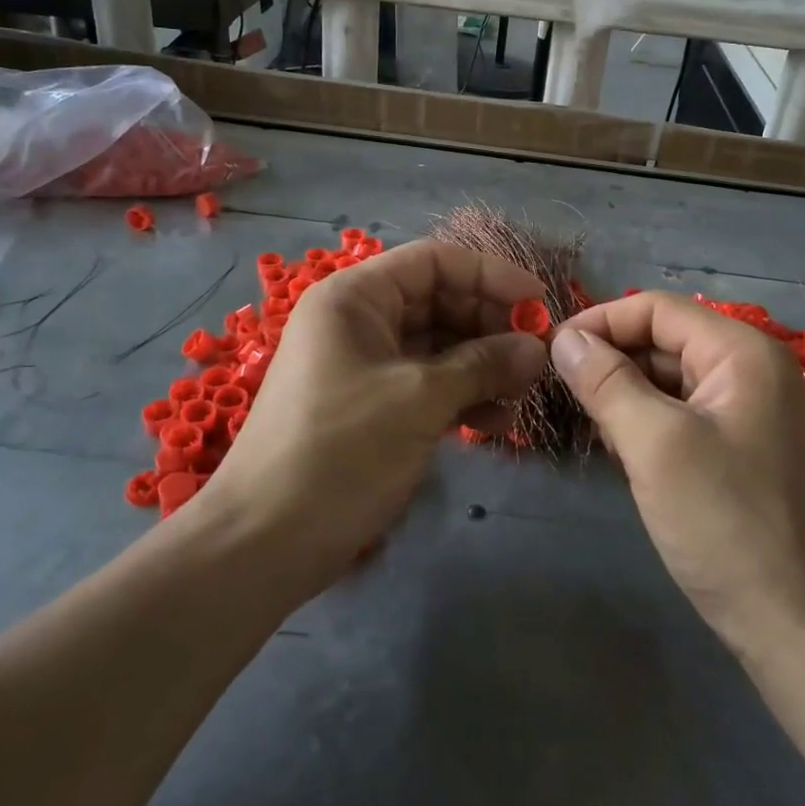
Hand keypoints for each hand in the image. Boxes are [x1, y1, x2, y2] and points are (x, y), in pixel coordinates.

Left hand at [201, 240, 548, 586]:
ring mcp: (362, 365)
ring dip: (481, 367)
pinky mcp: (370, 406)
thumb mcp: (419, 400)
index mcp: (356, 297)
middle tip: (535, 361)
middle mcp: (358, 321)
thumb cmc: (340, 451)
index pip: (435, 262)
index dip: (491, 276)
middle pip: (439, 302)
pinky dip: (460, 397)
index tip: (540, 305)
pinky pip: (424, 384)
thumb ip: (483, 364)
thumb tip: (538, 348)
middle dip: (490, 328)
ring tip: (519, 399)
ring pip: (437, 347)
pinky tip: (492, 424)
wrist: (264, 543)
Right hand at [550, 292, 804, 655]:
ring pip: (669, 382)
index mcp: (741, 352)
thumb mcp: (657, 445)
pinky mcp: (740, 453)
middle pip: (663, 342)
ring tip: (588, 427)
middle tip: (560, 396)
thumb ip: (607, 382)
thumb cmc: (730, 525)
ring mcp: (749, 414)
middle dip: (611, 362)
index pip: (655, 309)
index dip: (600, 322)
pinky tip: (621, 454)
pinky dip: (646, 426)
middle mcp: (750, 371)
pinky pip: (681, 418)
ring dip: (624, 396)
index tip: (550, 352)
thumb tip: (564, 339)